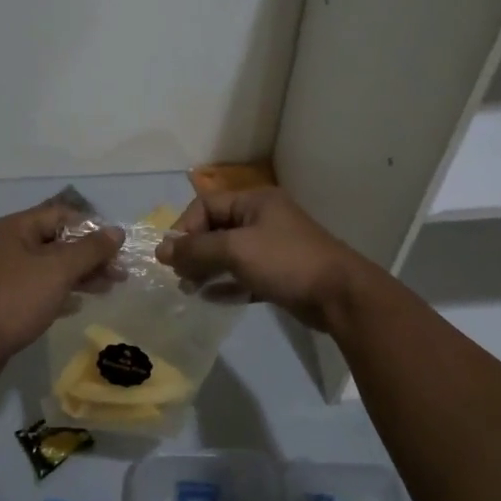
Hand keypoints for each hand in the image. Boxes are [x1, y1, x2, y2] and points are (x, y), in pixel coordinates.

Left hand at [0, 201, 123, 370]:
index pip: (61, 214)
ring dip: (79, 275)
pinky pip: (38, 288)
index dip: (92, 228)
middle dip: (90, 256)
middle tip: (120, 274)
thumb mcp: (58, 270)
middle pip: (57, 241)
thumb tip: (117, 231)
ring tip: (108, 289)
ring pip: (49, 267)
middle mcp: (6, 245)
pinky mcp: (2, 300)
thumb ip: (90, 250)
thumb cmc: (14, 300)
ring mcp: (2, 274)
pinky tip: (77, 306)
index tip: (117, 248)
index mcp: (15, 228)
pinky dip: (60, 292)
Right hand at [156, 187, 372, 331]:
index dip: (184, 228)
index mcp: (254, 201)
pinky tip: (210, 299)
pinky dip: (226, 284)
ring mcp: (272, 246)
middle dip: (194, 251)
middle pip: (216, 229)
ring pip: (228, 254)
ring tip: (189, 290)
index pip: (206, 205)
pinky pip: (243, 274)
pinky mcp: (278, 273)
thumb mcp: (236, 250)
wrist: (339, 295)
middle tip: (179, 277)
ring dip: (206, 269)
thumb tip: (161, 250)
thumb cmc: (285, 262)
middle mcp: (262, 218)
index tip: (171, 258)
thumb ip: (196, 249)